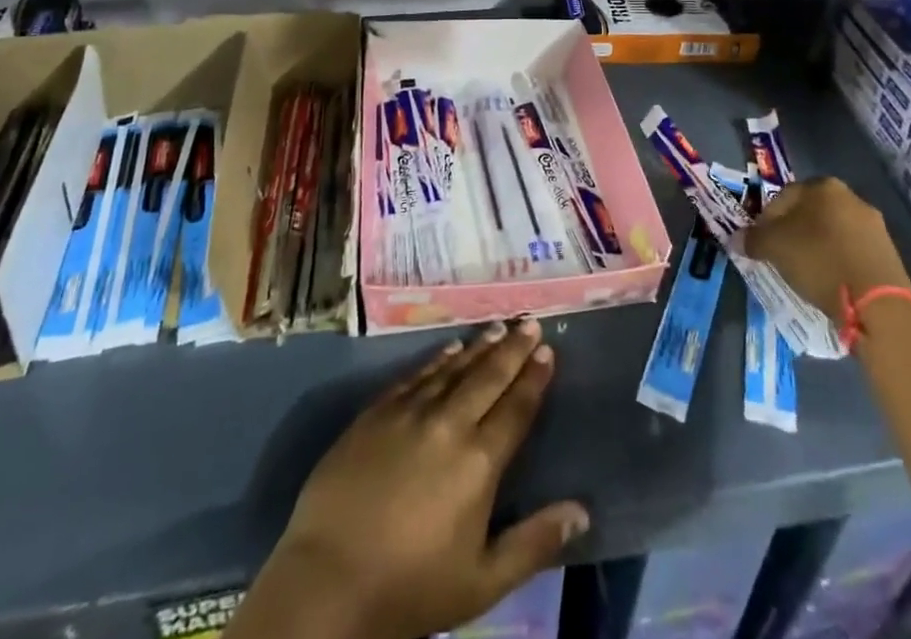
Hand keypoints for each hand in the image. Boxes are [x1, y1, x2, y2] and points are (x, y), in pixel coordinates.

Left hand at [260, 320, 587, 638]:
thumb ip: (534, 543)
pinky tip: (449, 349)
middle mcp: (449, 424)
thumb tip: (582, 512)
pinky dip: (437, 359)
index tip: (547, 350)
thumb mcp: (482, 582)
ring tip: (498, 327)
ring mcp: (409, 412)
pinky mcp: (376, 412)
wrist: (328, 580)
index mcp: (479, 462)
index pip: (515, 408)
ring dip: (479, 347)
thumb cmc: (411, 588)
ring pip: (453, 368)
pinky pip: (415, 375)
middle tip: (530, 322)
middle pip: (488, 376)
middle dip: (513, 348)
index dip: (534, 378)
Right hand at [737, 178, 910, 316]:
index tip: (761, 244)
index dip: (766, 221)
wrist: (878, 303)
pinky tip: (830, 282)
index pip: (782, 197)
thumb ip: (752, 239)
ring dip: (817, 247)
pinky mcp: (888, 253)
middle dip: (793, 232)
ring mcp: (874, 225)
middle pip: (809, 213)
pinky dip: (837, 262)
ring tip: (806, 273)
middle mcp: (850, 197)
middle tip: (781, 257)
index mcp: (822, 186)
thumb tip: (738, 239)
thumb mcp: (774, 248)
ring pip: (832, 232)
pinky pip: (851, 252)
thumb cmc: (819, 261)